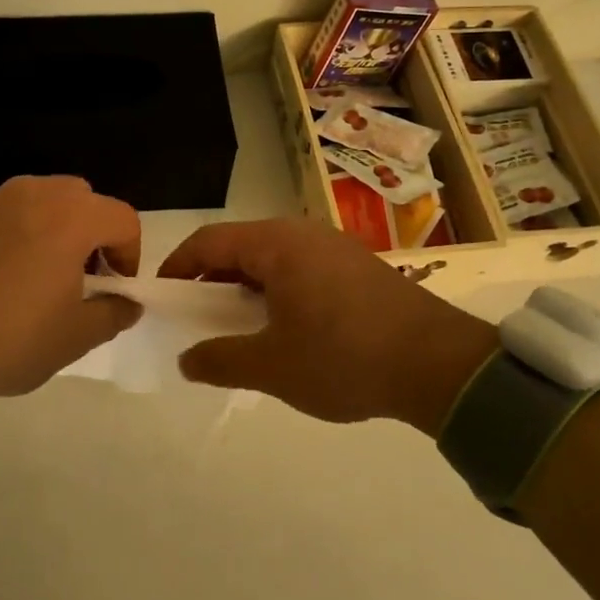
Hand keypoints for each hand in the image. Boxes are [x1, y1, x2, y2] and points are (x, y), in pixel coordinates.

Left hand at [0, 176, 142, 411]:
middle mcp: (32, 194)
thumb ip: (114, 313)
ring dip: (48, 229)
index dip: (130, 253)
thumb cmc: (10, 339)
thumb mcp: (75, 337)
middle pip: (80, 199)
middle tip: (79, 276)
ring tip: (33, 275)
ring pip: (36, 202)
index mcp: (70, 217)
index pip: (122, 218)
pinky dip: (8, 236)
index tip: (114, 287)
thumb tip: (128, 303)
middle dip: (90, 233)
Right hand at [159, 219, 498, 432]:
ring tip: (240, 328)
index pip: (209, 242)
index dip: (178, 267)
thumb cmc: (343, 358)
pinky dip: (278, 290)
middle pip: (240, 246)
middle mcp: (303, 233)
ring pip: (272, 258)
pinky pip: (301, 267)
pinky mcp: (357, 265)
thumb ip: (220, 360)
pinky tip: (286, 327)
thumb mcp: (272, 367)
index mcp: (276, 244)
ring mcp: (334, 246)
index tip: (161, 298)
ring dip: (247, 287)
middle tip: (198, 319)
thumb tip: (186, 359)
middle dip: (212, 280)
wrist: (438, 364)